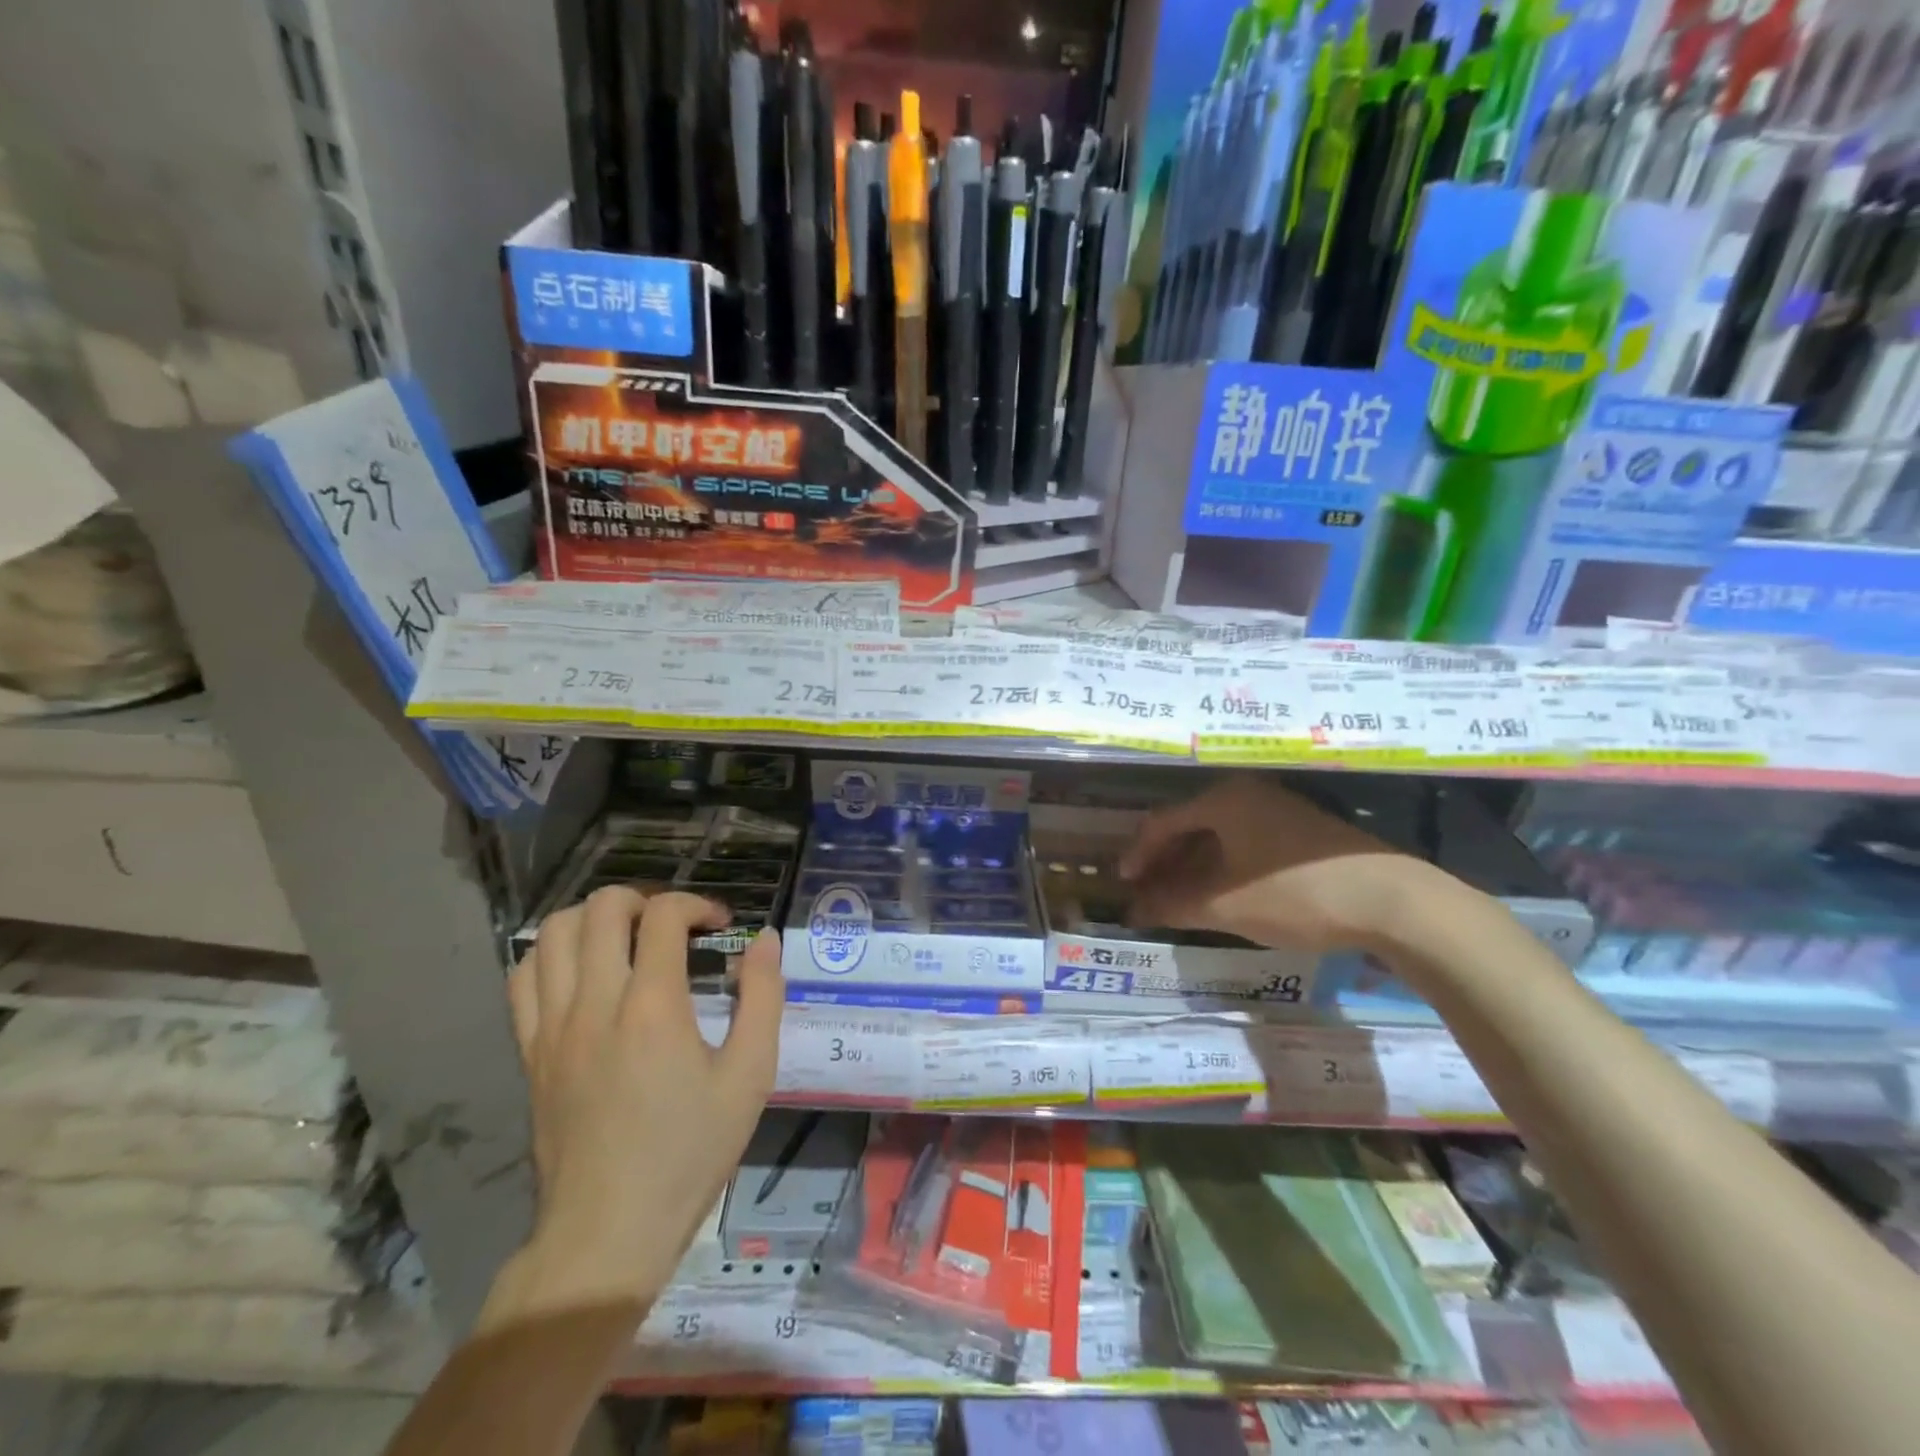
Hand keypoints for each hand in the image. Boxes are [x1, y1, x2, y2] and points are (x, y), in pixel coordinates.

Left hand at [497, 887, 782, 1315]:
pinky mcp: (529, 1051)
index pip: (663, 915)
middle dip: (645, 899)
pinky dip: (552, 954)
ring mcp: (552, 1026)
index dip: (697, 905)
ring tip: (627, 938)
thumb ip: (762, 998)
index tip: (720, 928)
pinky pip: (523, 978)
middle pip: (602, 907)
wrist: (607, 1231)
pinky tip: (582, 970)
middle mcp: (595, 1003)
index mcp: (652, 1007)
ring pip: (553, 933)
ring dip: (595, 917)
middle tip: (673, 927)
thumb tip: (764, 940)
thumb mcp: (751, 1076)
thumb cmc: (689, 1152)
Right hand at [1118, 776, 1427, 952]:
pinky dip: (1223, 867)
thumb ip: (1173, 905)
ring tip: (1179, 899)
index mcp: (1223, 800)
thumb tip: (1133, 911)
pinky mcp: (1302, 831)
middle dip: (1165, 862)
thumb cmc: (1295, 893)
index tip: (1124, 884)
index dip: (1139, 854)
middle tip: (1148, 893)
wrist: (1393, 901)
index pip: (1163, 822)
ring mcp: (1278, 809)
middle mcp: (1248, 794)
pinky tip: (1222, 894)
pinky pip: (1245, 843)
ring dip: (1193, 867)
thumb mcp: (1225, 905)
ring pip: (1219, 836)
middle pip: (1190, 825)